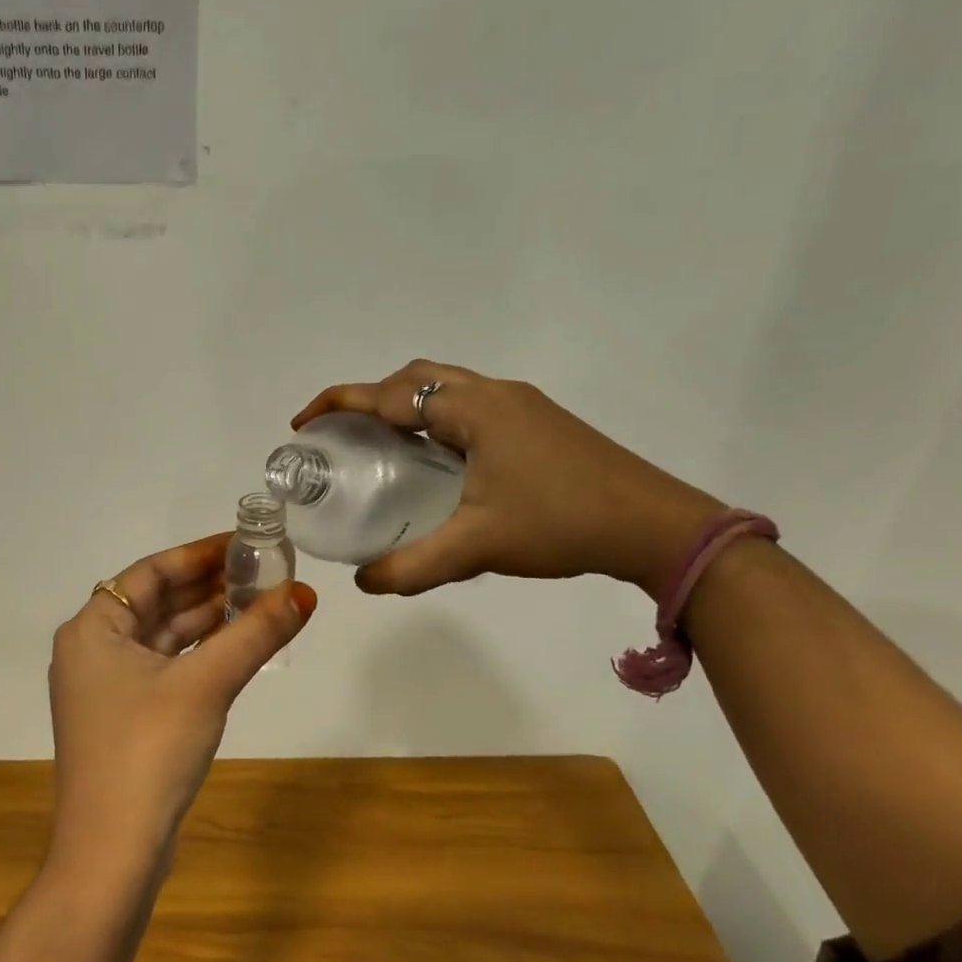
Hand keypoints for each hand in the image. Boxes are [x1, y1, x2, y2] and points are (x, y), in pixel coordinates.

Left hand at [47, 534, 316, 877]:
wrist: (111, 853)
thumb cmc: (148, 751)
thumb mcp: (206, 684)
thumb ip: (254, 633)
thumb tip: (304, 593)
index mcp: (91, 629)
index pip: (150, 572)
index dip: (199, 554)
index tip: (244, 543)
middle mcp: (92, 650)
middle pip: (156, 602)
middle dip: (208, 586)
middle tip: (262, 570)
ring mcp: (106, 687)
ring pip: (163, 636)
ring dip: (207, 620)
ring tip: (260, 600)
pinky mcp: (124, 718)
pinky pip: (165, 667)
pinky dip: (198, 654)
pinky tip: (236, 646)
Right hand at [293, 361, 723, 599]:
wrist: (656, 526)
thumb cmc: (561, 524)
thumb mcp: (477, 547)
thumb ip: (413, 565)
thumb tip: (363, 583)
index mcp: (473, 410)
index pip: (390, 395)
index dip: (340, 405)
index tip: (304, 423)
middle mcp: (494, 394)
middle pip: (415, 378)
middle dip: (371, 397)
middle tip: (345, 435)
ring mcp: (521, 405)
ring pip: (446, 389)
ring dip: (407, 407)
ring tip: (382, 446)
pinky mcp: (539, 422)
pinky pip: (470, 406)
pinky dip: (436, 420)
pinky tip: (437, 462)